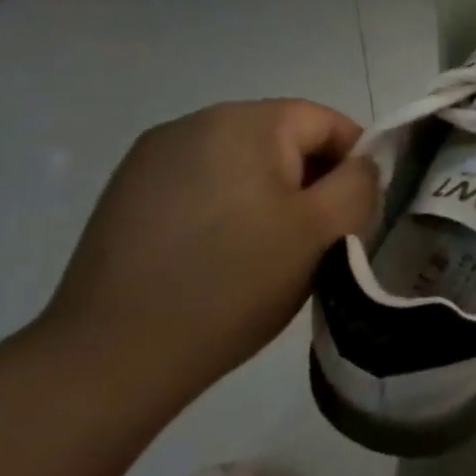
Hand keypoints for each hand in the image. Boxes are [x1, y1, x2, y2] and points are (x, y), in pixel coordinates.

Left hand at [38, 100, 376, 403]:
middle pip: (282, 138)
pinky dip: (226, 209)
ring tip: (268, 252)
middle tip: (317, 239)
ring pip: (242, 163)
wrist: (114, 354)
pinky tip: (219, 256)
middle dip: (311, 181)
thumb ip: (360, 184)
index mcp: (245, 122)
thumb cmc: (236, 283)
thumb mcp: (325, 232)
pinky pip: (202, 184)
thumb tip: (361, 164)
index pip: (326, 121)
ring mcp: (152, 157)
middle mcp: (194, 122)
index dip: (355, 163)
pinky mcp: (127, 192)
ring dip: (269, 196)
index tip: (356, 214)